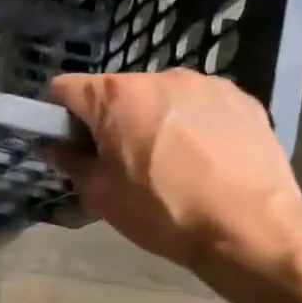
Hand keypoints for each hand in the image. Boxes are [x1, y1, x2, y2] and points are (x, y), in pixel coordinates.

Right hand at [47, 70, 301, 274]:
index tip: (67, 142)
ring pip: (160, 97)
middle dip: (111, 120)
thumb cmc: (162, 211)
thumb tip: (51, 145)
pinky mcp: (241, 98)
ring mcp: (205, 84)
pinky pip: (199, 106)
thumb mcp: (101, 195)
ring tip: (170, 163)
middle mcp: (159, 76)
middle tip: (121, 162)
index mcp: (116, 96)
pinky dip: (192, 125)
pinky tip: (205, 160)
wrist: (250, 226)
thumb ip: (70, 162)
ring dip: (153, 120)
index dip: (58, 114)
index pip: (65, 88)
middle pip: (116, 92)